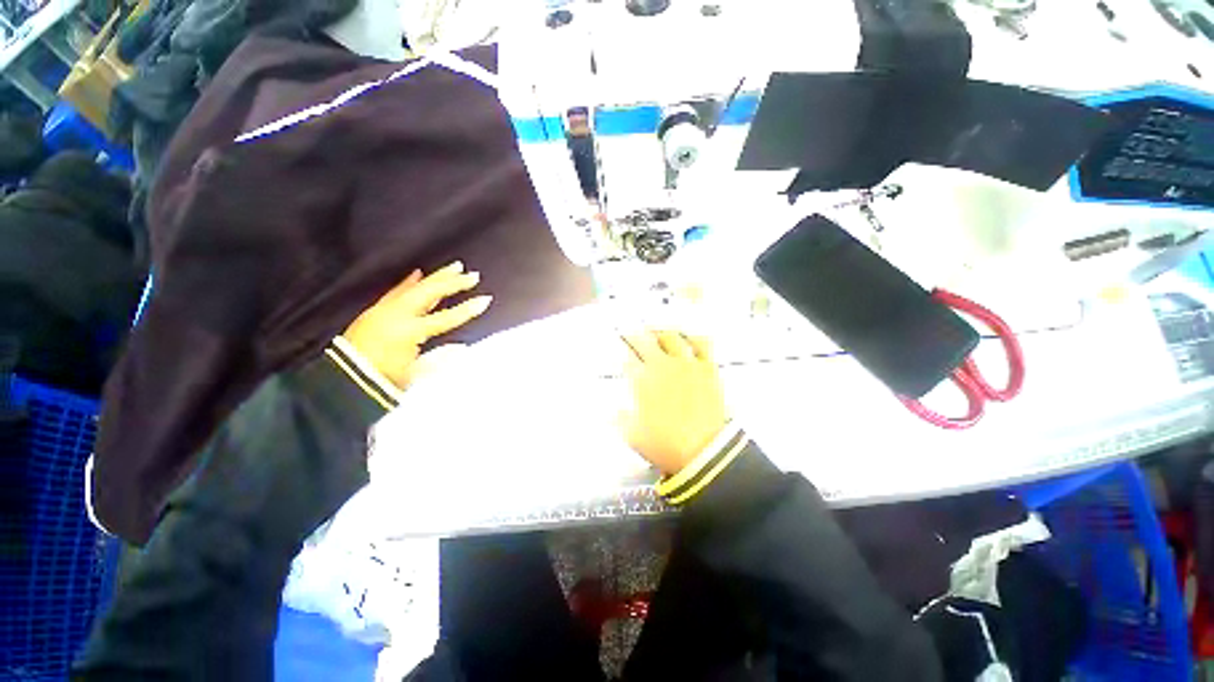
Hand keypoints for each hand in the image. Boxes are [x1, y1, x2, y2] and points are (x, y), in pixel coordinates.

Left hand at [343, 262, 490, 389]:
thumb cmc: (382, 378)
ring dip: (437, 278)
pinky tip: (418, 274)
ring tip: (454, 267)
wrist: (343, 378)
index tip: (485, 299)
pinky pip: (397, 291)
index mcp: (409, 331)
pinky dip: (409, 282)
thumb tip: (462, 347)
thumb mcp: (414, 372)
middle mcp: (398, 314)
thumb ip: (439, 358)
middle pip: (430, 293)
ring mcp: (386, 309)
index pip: (446, 318)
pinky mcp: (377, 309)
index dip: (468, 309)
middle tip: (472, 275)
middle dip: (453, 283)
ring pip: (416, 287)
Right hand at [619, 330, 727, 474]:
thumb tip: (614, 408)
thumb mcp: (633, 435)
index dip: (621, 352)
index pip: (627, 357)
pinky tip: (688, 337)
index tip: (619, 350)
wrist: (703, 452)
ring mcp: (686, 364)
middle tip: (630, 332)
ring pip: (671, 337)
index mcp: (642, 380)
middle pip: (644, 341)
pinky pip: (701, 344)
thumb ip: (620, 418)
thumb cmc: (664, 444)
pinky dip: (693, 337)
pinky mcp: (707, 368)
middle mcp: (662, 366)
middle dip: (633, 335)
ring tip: (656, 331)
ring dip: (660, 332)